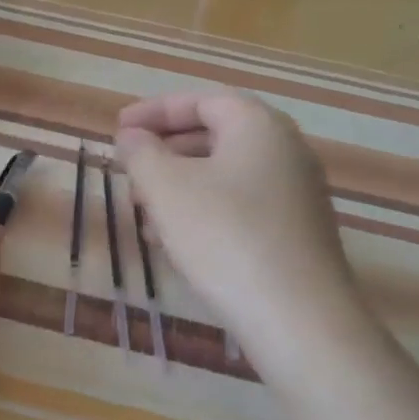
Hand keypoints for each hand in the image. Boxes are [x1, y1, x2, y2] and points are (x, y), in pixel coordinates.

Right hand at [116, 91, 357, 348]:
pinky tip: (177, 242)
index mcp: (258, 125)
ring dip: (181, 184)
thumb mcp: (167, 189)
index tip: (118, 129)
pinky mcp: (298, 233)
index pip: (201, 100)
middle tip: (130, 168)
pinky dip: (205, 210)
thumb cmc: (225, 237)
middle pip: (216, 135)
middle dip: (166, 149)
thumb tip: (132, 137)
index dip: (154, 111)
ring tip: (144, 210)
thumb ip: (141, 153)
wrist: (299, 318)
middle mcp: (286, 150)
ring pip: (227, 174)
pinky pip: (242, 205)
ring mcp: (298, 193)